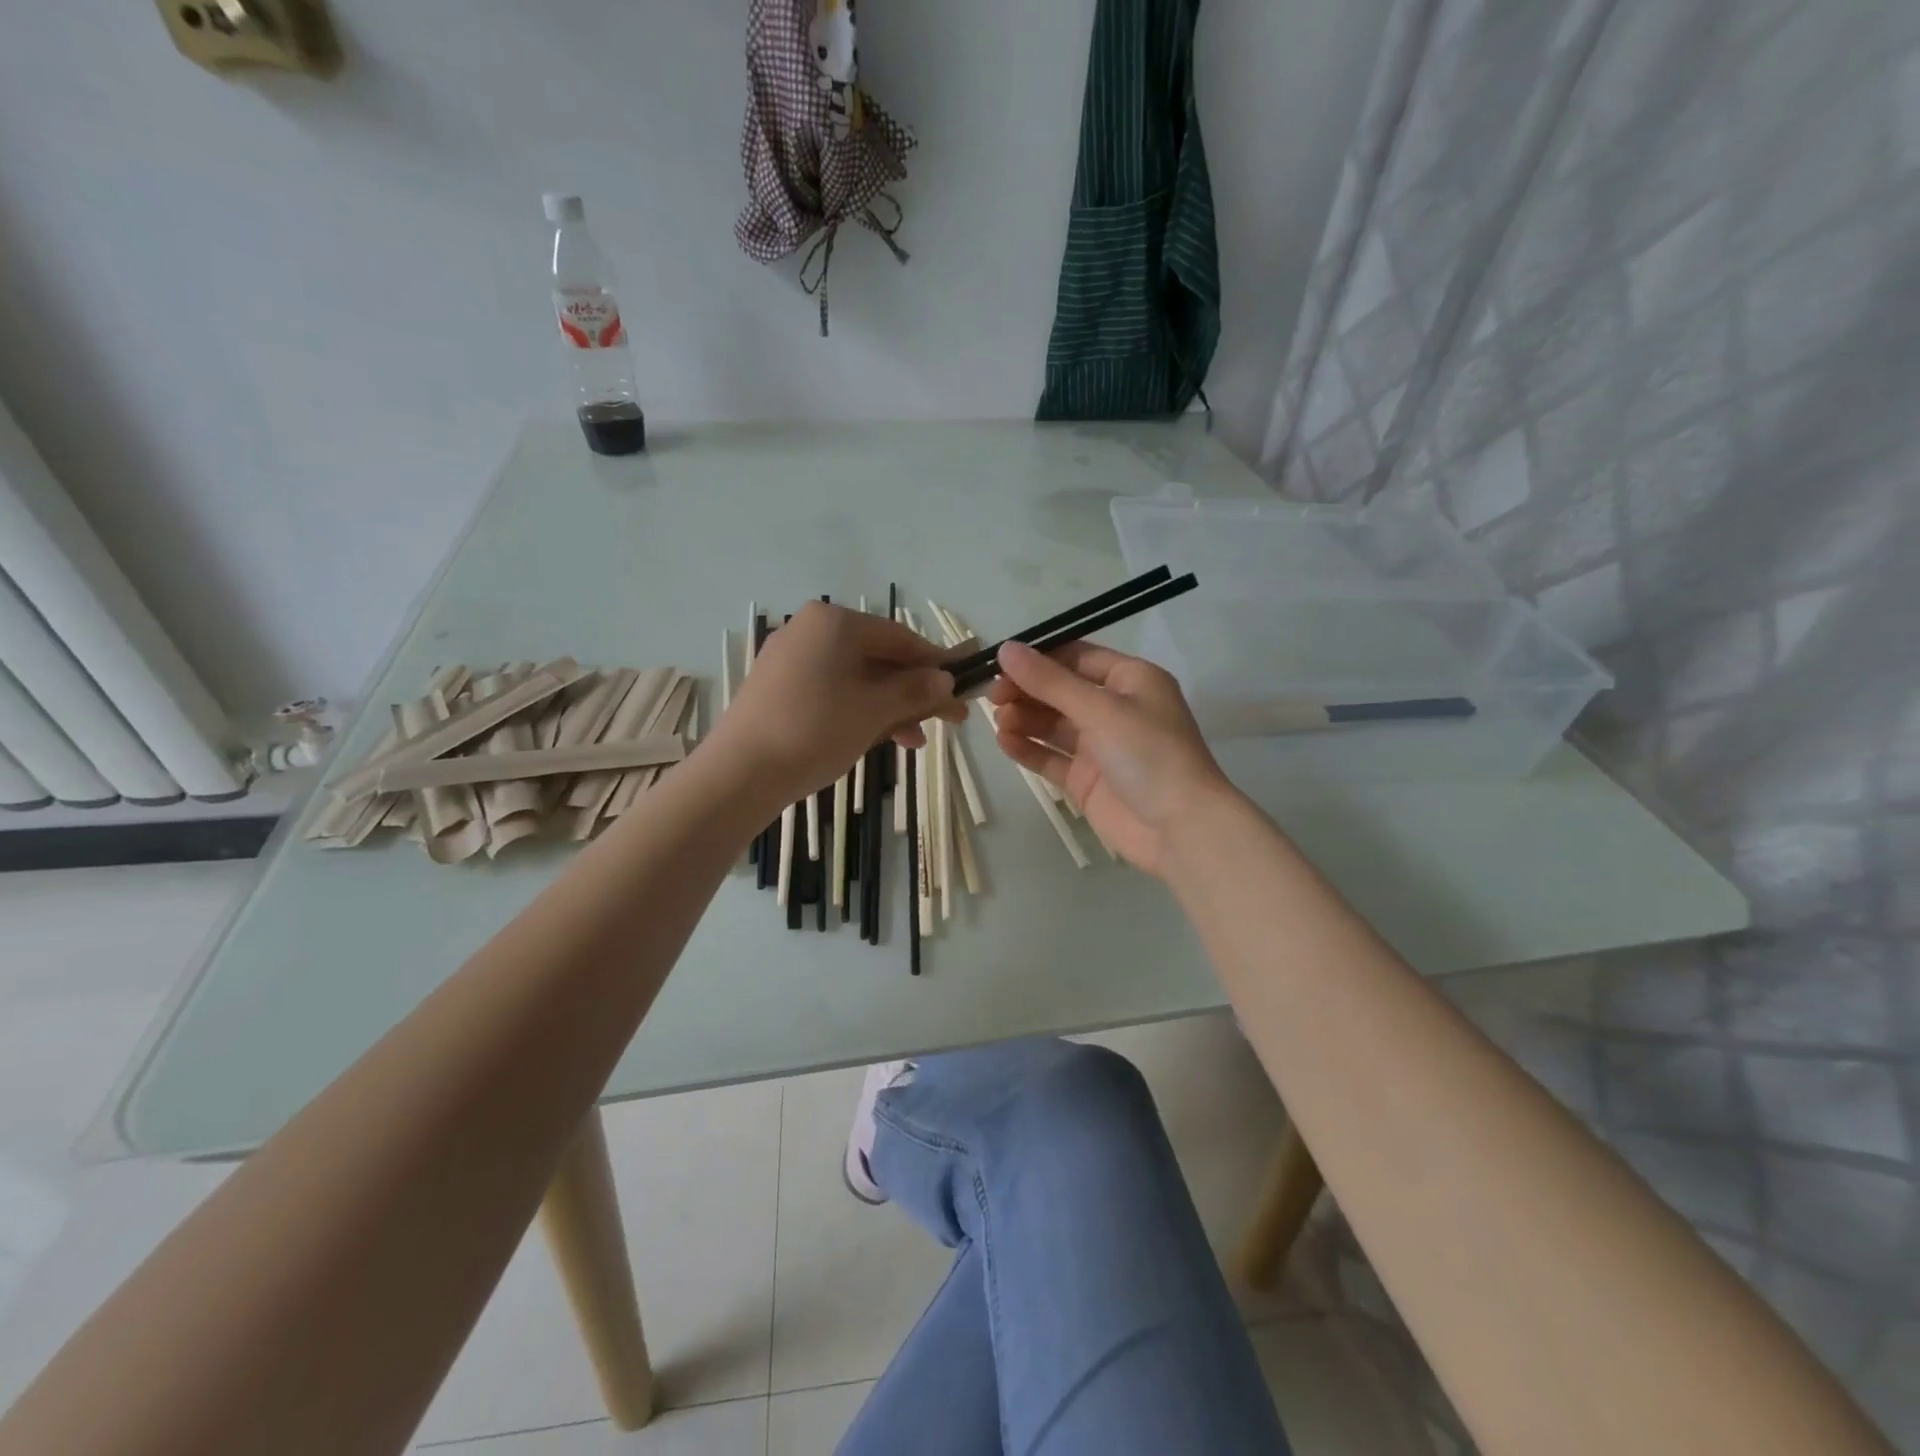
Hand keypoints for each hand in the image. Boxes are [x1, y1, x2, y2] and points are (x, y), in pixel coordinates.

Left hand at [710, 601, 964, 807]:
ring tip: (916, 740)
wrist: (740, 773)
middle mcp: (810, 630)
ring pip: (857, 678)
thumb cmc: (815, 730)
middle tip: (949, 720)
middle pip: (879, 658)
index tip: (963, 686)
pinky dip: (860, 711)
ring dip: (891, 706)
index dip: (936, 664)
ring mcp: (790, 659)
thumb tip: (946, 679)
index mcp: (833, 622)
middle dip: (915, 691)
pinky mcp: (778, 687)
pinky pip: (833, 691)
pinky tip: (881, 738)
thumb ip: (915, 690)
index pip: (900, 637)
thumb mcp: (875, 710)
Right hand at [988, 640, 1234, 878]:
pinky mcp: (1087, 780)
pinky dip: (1028, 749)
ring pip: (1053, 724)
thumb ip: (1050, 682)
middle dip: (1027, 690)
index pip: (1077, 657)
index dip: (1038, 658)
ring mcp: (1101, 746)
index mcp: (1131, 680)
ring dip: (1024, 718)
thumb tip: (1006, 649)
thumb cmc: (1149, 754)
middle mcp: (1116, 709)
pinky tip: (1004, 742)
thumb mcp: (1100, 710)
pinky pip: (1051, 758)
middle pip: (1061, 691)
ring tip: (997, 721)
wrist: (1181, 829)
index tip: (1000, 664)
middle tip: (992, 697)